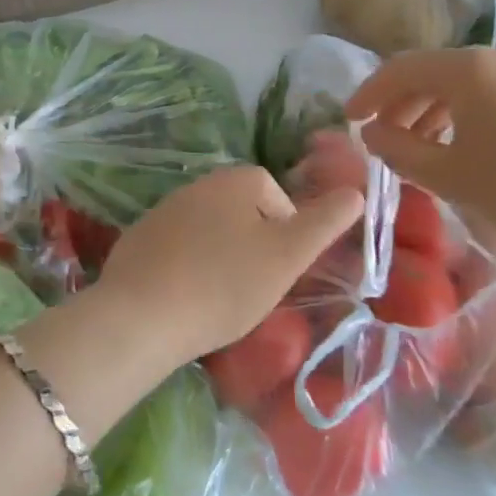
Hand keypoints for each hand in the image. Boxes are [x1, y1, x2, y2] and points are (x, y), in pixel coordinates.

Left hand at [97, 166, 363, 361]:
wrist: (142, 315)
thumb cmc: (225, 283)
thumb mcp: (288, 255)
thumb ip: (325, 222)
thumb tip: (356, 191)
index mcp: (234, 180)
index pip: (275, 194)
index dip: (286, 232)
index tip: (282, 269)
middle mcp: (197, 184)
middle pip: (242, 211)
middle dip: (254, 244)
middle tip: (255, 286)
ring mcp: (163, 210)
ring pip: (210, 230)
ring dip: (222, 256)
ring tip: (222, 297)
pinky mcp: (139, 238)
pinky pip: (178, 248)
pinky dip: (188, 267)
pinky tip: (187, 299)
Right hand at [345, 47, 495, 263]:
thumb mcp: (452, 176)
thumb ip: (401, 150)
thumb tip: (372, 132)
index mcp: (469, 68)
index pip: (401, 69)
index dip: (369, 93)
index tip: (349, 119)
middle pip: (433, 72)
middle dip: (401, 103)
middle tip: (382, 137)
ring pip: (466, 82)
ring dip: (433, 109)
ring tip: (420, 147)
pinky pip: (495, 91)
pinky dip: (467, 112)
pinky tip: (466, 146)